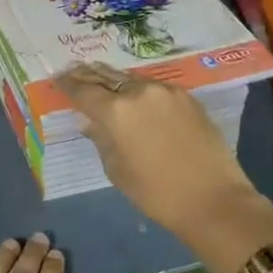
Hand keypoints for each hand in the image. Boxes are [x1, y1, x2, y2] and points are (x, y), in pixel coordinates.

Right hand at [57, 63, 264, 243]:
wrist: (214, 201)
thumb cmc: (157, 193)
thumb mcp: (116, 170)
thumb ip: (100, 139)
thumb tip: (91, 121)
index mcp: (115, 111)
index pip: (83, 90)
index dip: (68, 84)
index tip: (58, 80)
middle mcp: (138, 91)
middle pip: (106, 76)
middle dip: (88, 75)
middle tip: (75, 72)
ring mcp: (165, 91)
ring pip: (131, 79)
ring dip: (115, 81)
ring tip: (104, 83)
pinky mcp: (187, 97)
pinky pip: (155, 88)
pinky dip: (140, 90)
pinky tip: (137, 98)